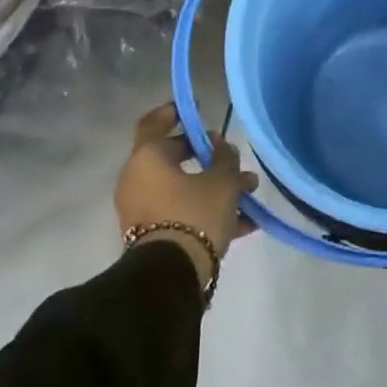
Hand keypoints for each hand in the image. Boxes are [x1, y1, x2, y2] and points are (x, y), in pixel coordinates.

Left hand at [115, 103, 259, 282]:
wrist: (171, 276)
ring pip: (182, 189)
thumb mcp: (222, 181)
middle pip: (174, 160)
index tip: (192, 110)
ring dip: (215, 188)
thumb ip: (225, 158)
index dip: (173, 113)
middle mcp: (137, 180)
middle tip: (234, 160)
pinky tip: (245, 224)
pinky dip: (207, 212)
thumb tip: (220, 147)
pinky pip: (181, 214)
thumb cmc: (194, 214)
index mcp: (146, 158)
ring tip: (250, 194)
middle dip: (209, 159)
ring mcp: (141, 210)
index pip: (154, 124)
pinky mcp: (151, 237)